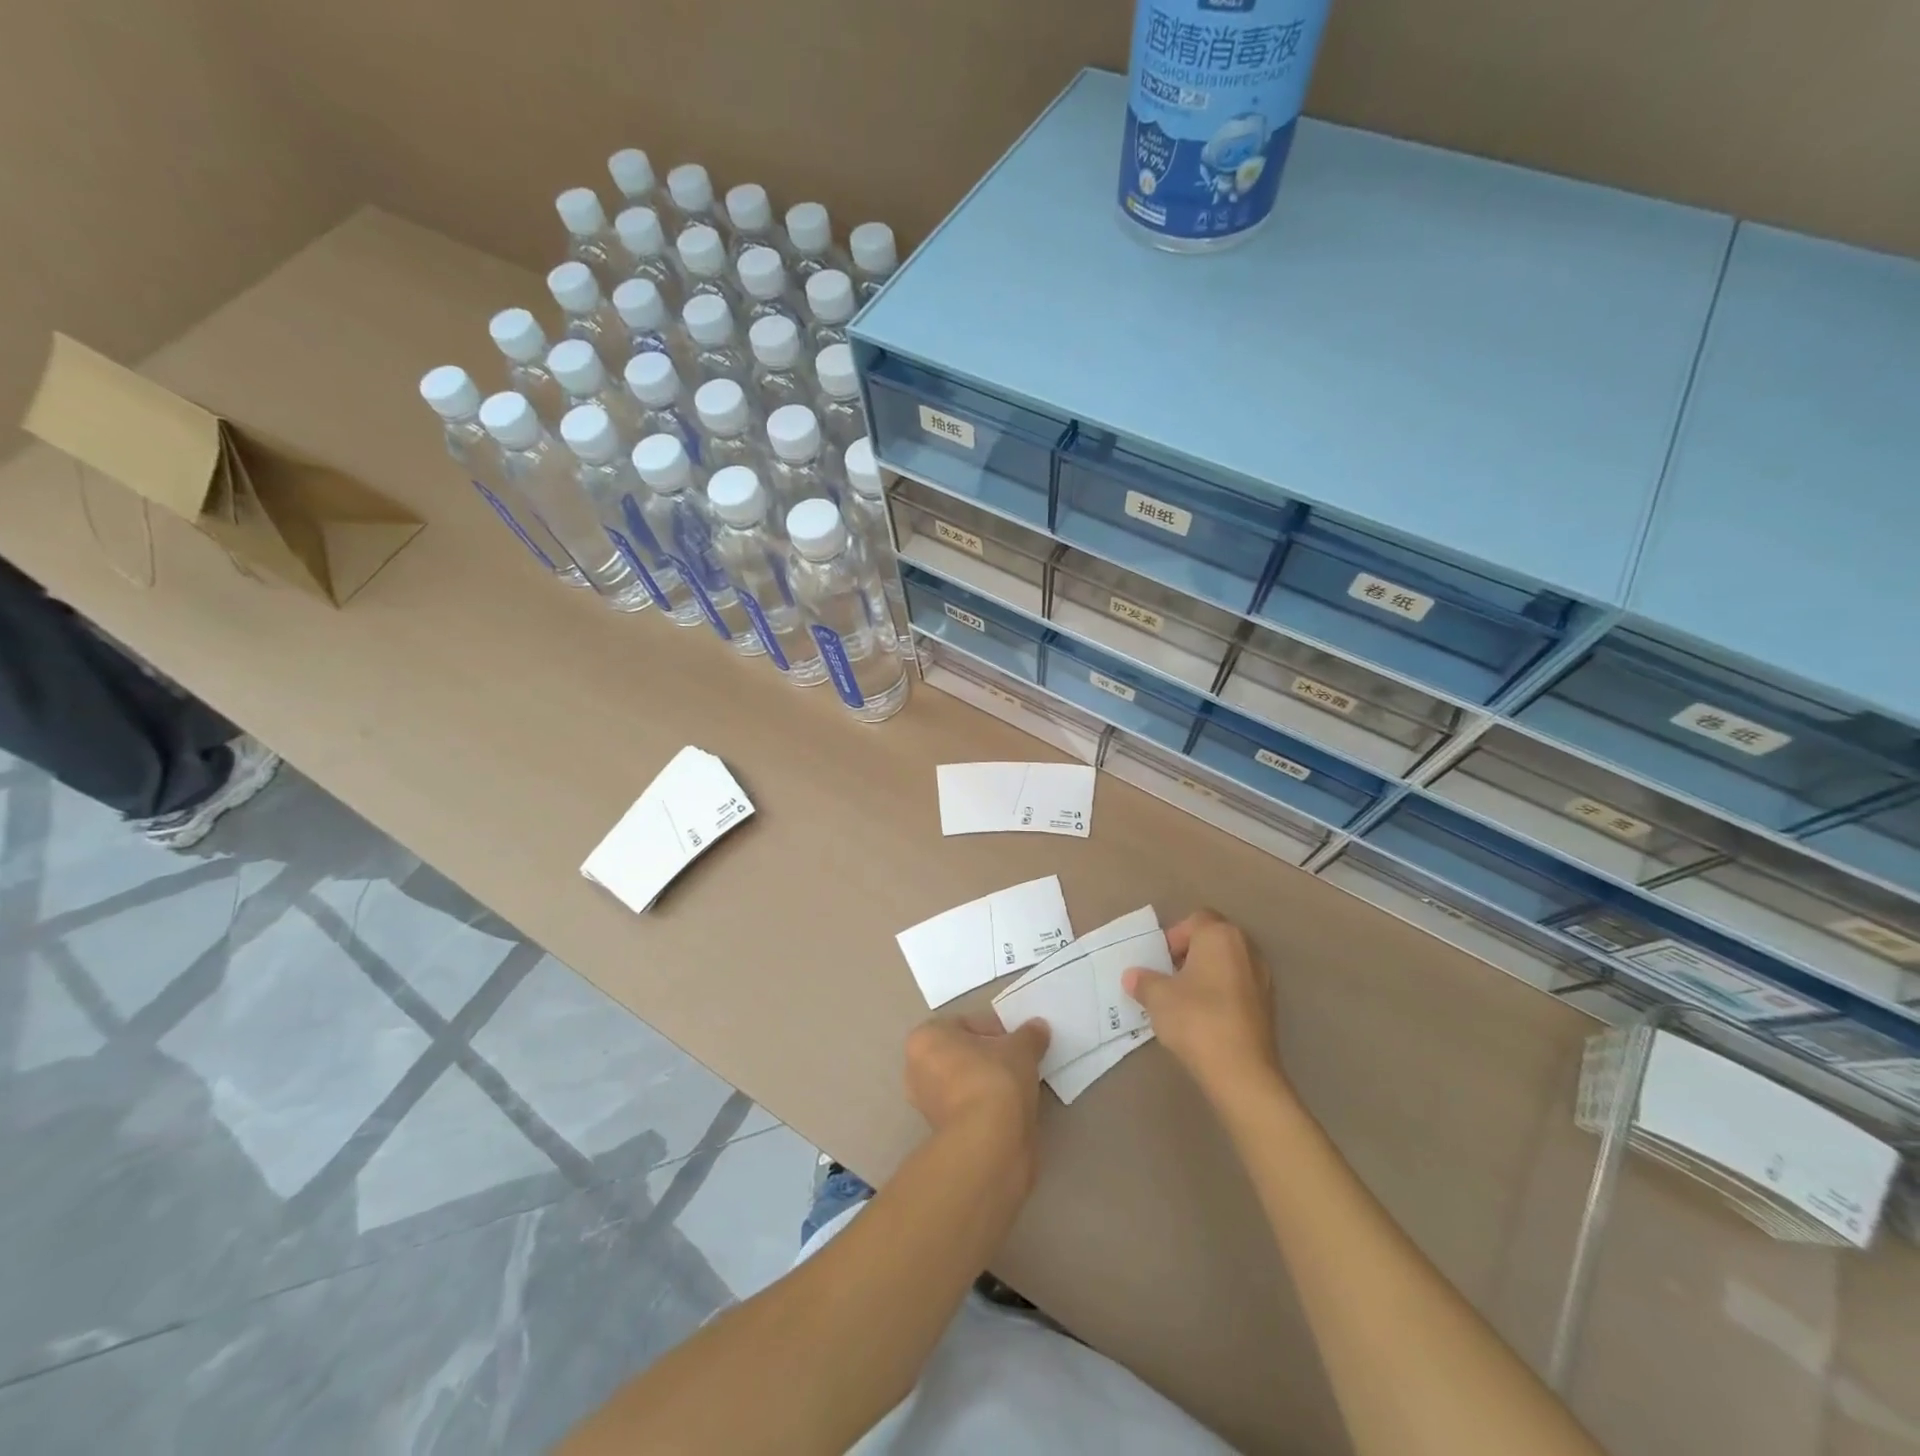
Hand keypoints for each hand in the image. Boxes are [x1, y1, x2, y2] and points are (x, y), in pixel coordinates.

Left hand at [904, 1013, 1049, 1162]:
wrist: (988, 1142)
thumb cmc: (994, 1078)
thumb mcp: (1020, 1048)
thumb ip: (1029, 1035)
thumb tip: (1038, 1027)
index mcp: (925, 1038)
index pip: (967, 1024)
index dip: (997, 1030)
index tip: (1019, 1043)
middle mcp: (916, 1069)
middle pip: (963, 1053)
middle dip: (990, 1056)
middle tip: (1019, 1062)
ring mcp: (926, 1104)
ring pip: (965, 1082)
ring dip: (989, 1082)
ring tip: (1019, 1087)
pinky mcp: (941, 1133)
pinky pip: (969, 1106)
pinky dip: (987, 1105)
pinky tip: (1010, 1109)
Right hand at [1124, 910, 1284, 1110]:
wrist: (1242, 1072)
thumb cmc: (1196, 1019)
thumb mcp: (1158, 997)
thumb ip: (1144, 981)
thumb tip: (1133, 976)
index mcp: (1220, 935)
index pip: (1194, 920)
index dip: (1173, 937)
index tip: (1159, 962)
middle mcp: (1246, 948)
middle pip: (1213, 940)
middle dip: (1190, 954)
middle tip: (1168, 977)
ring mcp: (1263, 978)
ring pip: (1228, 964)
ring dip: (1207, 975)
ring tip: (1185, 1000)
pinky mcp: (1269, 1006)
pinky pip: (1239, 988)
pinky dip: (1222, 994)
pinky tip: (1205, 1018)